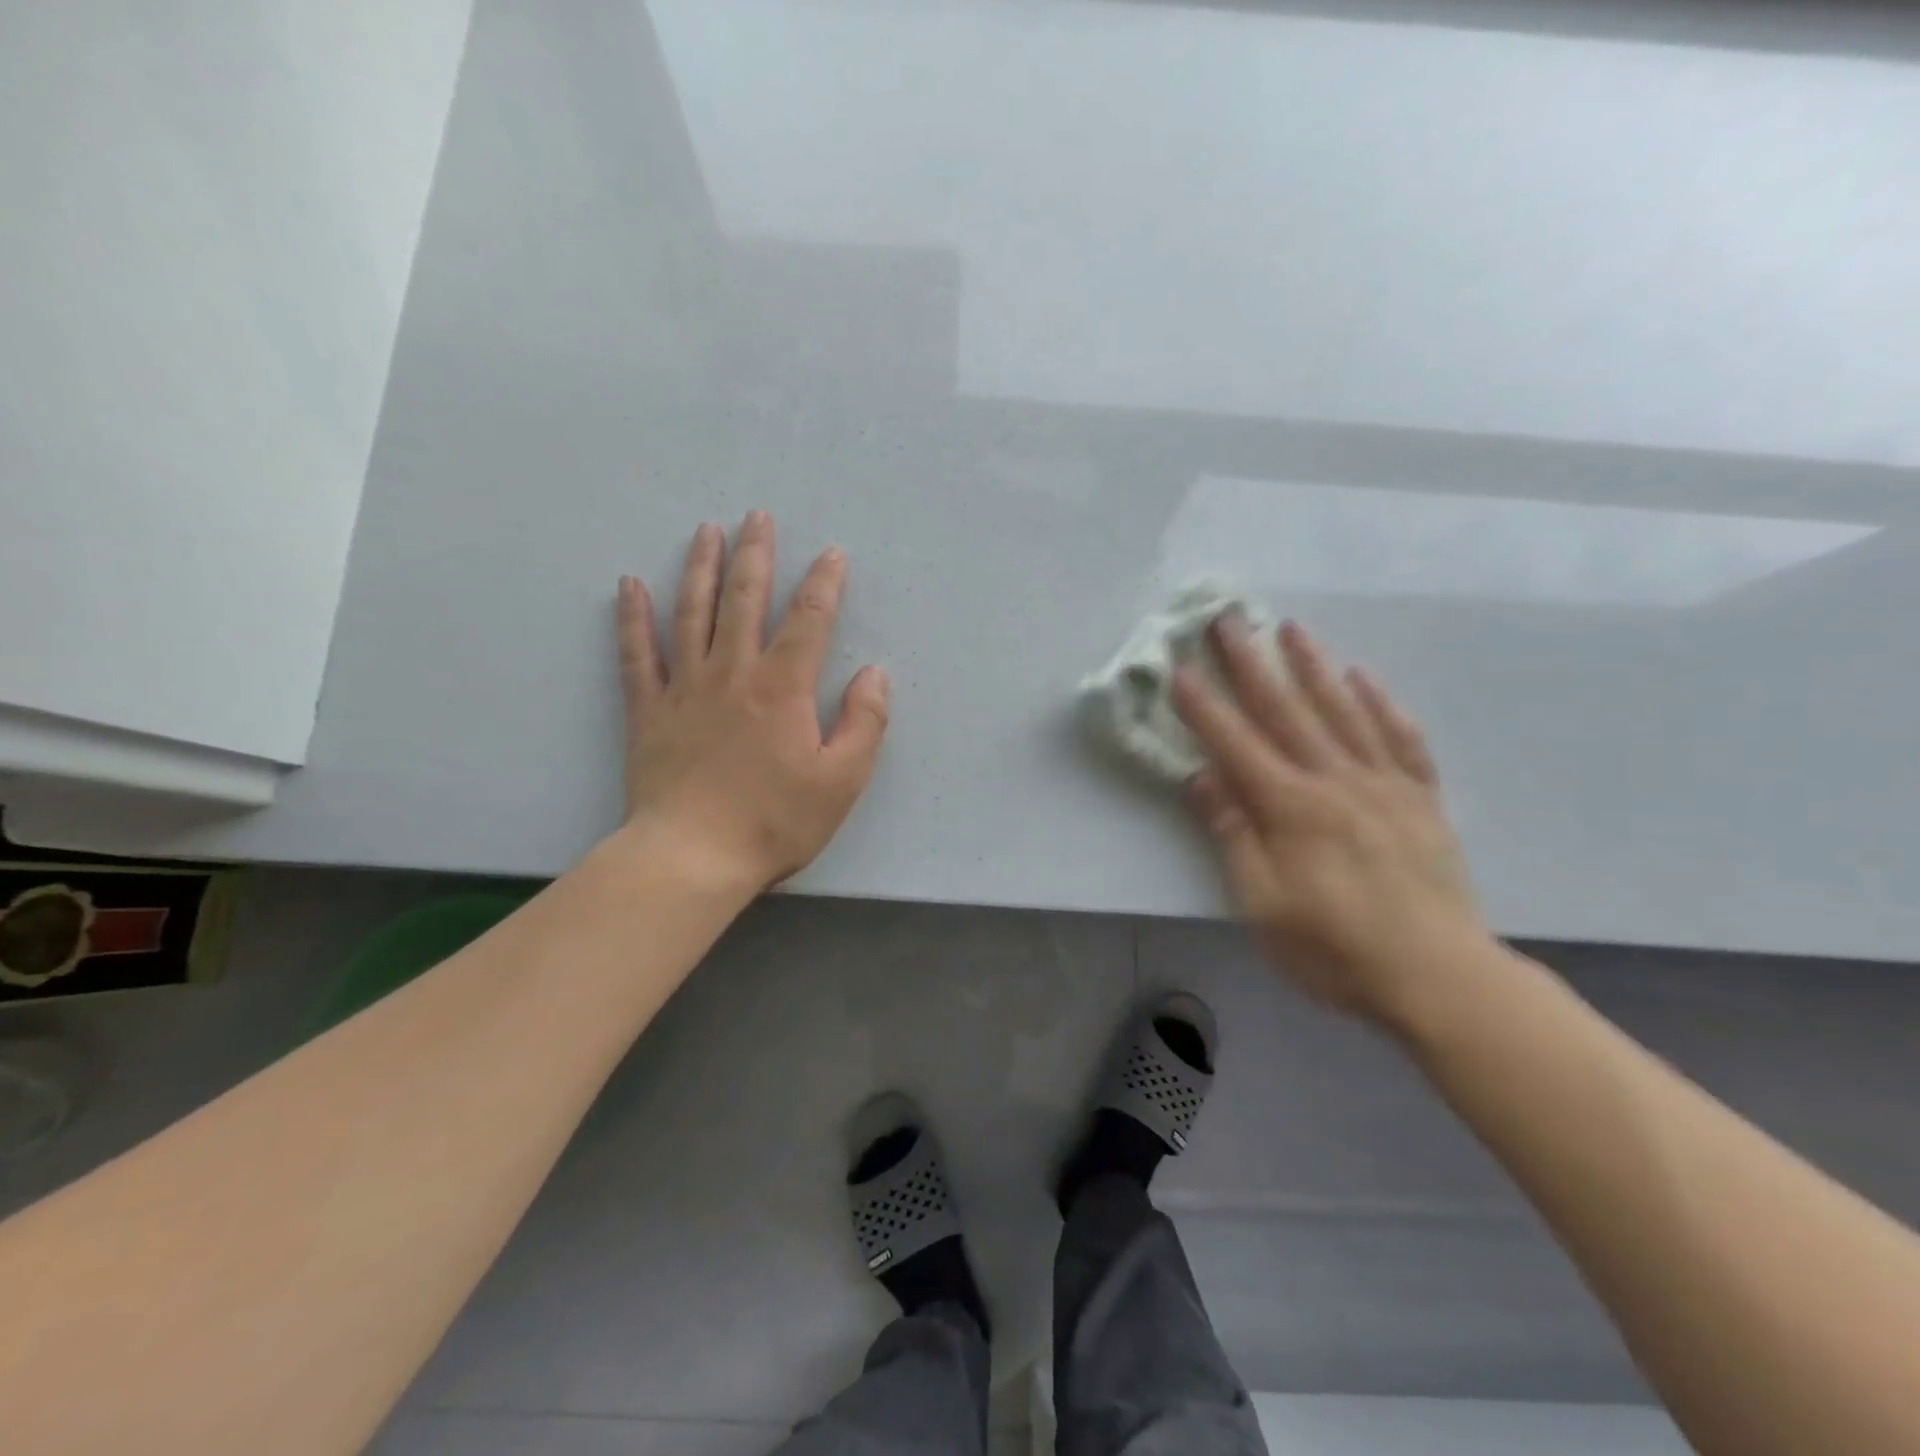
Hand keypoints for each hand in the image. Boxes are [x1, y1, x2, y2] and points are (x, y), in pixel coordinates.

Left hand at [616, 512, 888, 892]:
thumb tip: (873, 672)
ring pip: (692, 612)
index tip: (832, 553)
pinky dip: (632, 617)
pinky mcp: (648, 710)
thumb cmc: (775, 821)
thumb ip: (864, 722)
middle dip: (756, 555)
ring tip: (707, 530)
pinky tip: (629, 585)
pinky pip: (637, 653)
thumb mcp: (842, 780)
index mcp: (783, 687)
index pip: (808, 620)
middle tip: (758, 516)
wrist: (693, 857)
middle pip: (745, 599)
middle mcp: (733, 672)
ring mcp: (685, 687)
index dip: (823, 583)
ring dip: (701, 568)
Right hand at [1174, 615, 1488, 1028]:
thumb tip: (1201, 776)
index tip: (1180, 667)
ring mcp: (1384, 785)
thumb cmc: (1334, 948)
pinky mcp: (1421, 799)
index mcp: (1291, 807)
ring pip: (1343, 711)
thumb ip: (1233, 833)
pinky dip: (1381, 704)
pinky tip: (1364, 677)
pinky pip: (1401, 739)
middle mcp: (1336, 781)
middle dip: (1252, 663)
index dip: (1204, 705)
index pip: (1236, 743)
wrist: (1438, 977)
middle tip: (1230, 619)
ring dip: (1314, 666)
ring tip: (1292, 628)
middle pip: (1286, 711)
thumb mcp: (1262, 902)